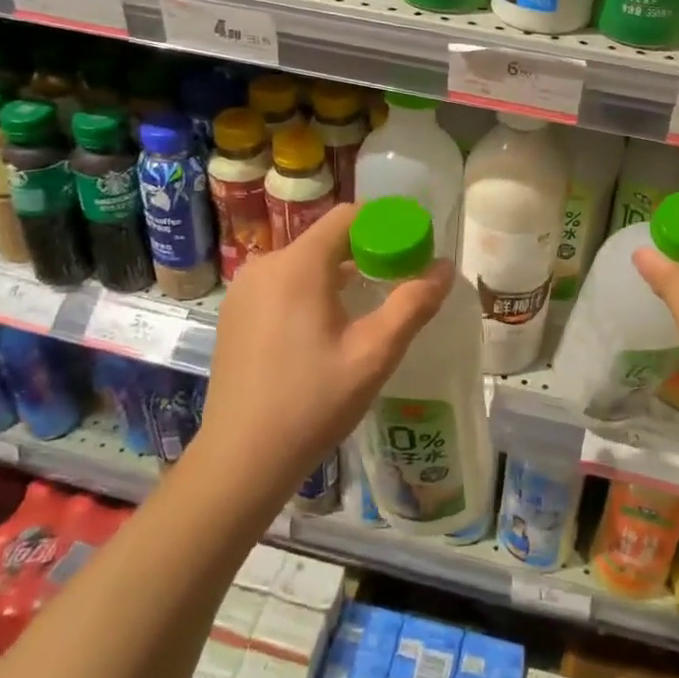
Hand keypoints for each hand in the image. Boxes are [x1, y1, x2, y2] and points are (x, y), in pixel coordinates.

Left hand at [201, 204, 453, 509]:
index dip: (385, 225)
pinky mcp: (234, 315)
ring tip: (366, 307)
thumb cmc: (312, 404)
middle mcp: (265, 265)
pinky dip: (309, 291)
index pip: (348, 216)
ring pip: (302, 263)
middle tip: (397, 282)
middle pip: (325, 238)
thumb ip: (413, 304)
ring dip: (337, 273)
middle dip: (365, 251)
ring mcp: (243, 291)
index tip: (411, 251)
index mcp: (298, 266)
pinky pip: (281, 284)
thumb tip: (445, 268)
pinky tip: (325, 329)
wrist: (240, 461)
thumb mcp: (374, 354)